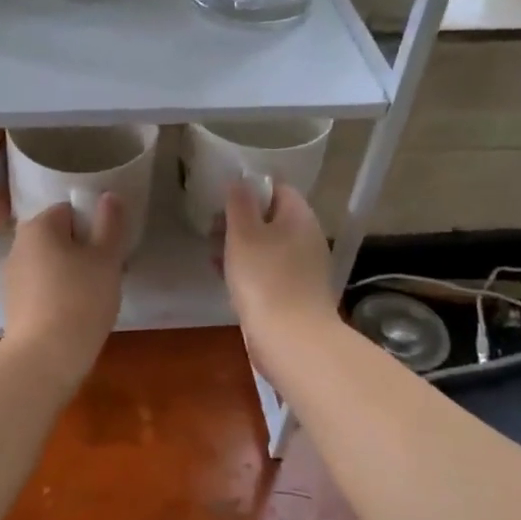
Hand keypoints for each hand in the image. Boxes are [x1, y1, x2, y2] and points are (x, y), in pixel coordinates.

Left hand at [0, 195, 126, 376]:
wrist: (45, 357)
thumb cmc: (80, 299)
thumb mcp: (106, 258)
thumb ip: (110, 223)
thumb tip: (109, 196)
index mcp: (38, 226)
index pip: (71, 211)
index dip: (95, 227)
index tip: (110, 252)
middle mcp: (18, 245)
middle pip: (60, 237)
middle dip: (84, 251)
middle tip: (108, 274)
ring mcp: (12, 277)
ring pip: (51, 263)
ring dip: (72, 273)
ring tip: (95, 298)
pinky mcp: (13, 304)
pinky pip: (42, 288)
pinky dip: (59, 294)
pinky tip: (76, 315)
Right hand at [222, 181, 337, 350]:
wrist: (292, 340)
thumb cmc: (264, 279)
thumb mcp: (243, 234)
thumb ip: (240, 203)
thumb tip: (241, 180)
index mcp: (300, 218)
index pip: (278, 189)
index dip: (250, 189)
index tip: (223, 200)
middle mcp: (308, 238)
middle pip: (272, 218)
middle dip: (241, 221)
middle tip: (212, 229)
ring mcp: (305, 268)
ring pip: (269, 246)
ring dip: (241, 247)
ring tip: (213, 254)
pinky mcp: (296, 294)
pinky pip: (270, 271)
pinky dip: (249, 270)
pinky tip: (227, 279)